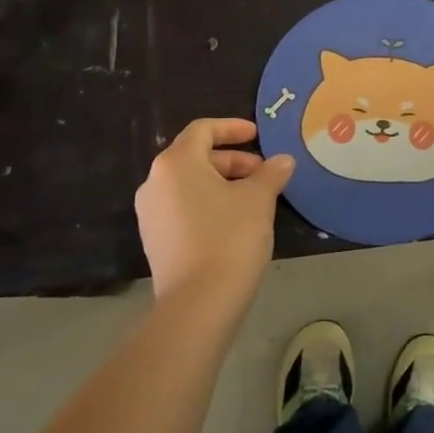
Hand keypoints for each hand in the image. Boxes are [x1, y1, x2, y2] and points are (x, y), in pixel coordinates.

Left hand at [135, 119, 293, 309]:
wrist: (198, 305)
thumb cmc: (229, 238)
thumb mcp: (258, 199)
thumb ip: (271, 173)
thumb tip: (283, 160)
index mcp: (176, 163)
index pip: (203, 130)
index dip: (232, 128)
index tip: (258, 135)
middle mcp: (155, 183)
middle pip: (195, 157)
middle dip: (232, 161)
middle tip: (263, 174)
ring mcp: (150, 214)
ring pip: (190, 184)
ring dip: (222, 183)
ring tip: (254, 199)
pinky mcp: (155, 241)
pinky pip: (183, 208)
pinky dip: (208, 204)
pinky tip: (234, 222)